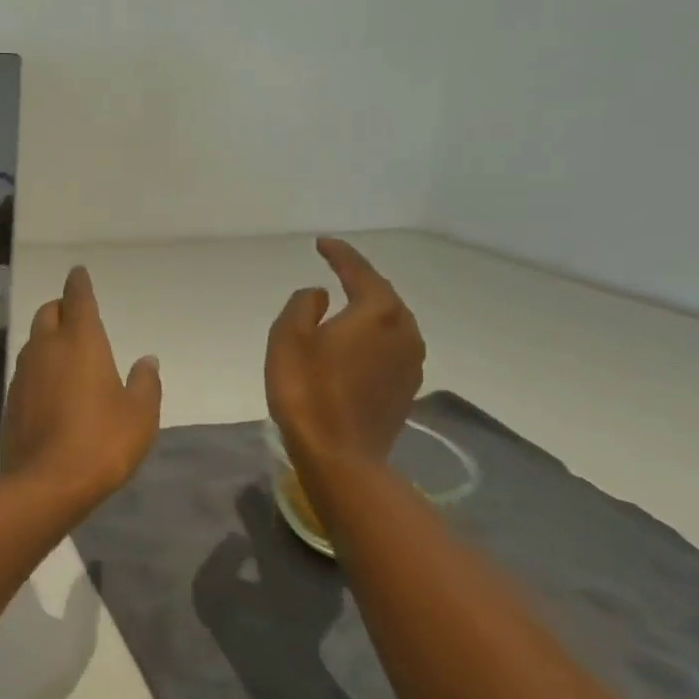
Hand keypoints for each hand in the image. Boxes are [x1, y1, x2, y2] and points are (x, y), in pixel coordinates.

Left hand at [1, 266, 161, 499]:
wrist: (45, 484)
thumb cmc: (101, 442)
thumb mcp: (139, 415)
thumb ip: (145, 383)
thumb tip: (147, 360)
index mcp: (80, 342)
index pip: (77, 298)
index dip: (79, 283)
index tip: (79, 273)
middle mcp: (46, 348)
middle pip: (48, 313)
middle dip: (61, 307)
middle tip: (76, 316)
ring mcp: (24, 373)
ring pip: (34, 340)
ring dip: (48, 337)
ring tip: (67, 352)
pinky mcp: (12, 399)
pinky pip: (27, 370)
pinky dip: (39, 367)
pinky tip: (52, 387)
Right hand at [265, 238, 425, 475]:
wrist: (340, 455)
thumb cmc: (307, 390)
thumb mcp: (288, 337)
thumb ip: (303, 305)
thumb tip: (320, 294)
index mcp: (376, 312)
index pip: (358, 271)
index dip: (339, 254)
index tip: (322, 243)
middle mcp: (403, 330)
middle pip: (382, 294)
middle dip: (360, 279)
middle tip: (336, 269)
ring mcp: (411, 361)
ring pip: (391, 321)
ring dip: (371, 308)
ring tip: (348, 302)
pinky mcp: (407, 387)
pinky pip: (392, 345)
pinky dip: (375, 335)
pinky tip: (359, 342)